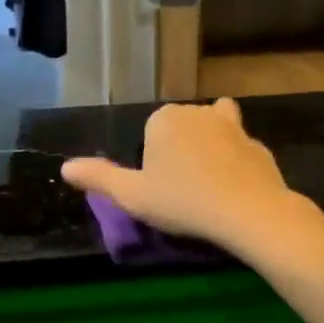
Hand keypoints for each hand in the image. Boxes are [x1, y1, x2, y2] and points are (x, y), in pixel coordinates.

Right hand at [60, 98, 300, 253]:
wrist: (249, 211)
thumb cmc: (182, 200)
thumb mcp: (132, 196)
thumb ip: (98, 178)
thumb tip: (65, 167)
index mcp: (164, 118)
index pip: (150, 133)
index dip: (151, 160)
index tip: (158, 188)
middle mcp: (197, 111)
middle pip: (181, 128)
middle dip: (179, 151)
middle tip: (179, 190)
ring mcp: (233, 126)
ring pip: (212, 132)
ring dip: (209, 148)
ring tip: (207, 183)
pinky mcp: (258, 145)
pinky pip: (239, 149)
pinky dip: (235, 163)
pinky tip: (233, 188)